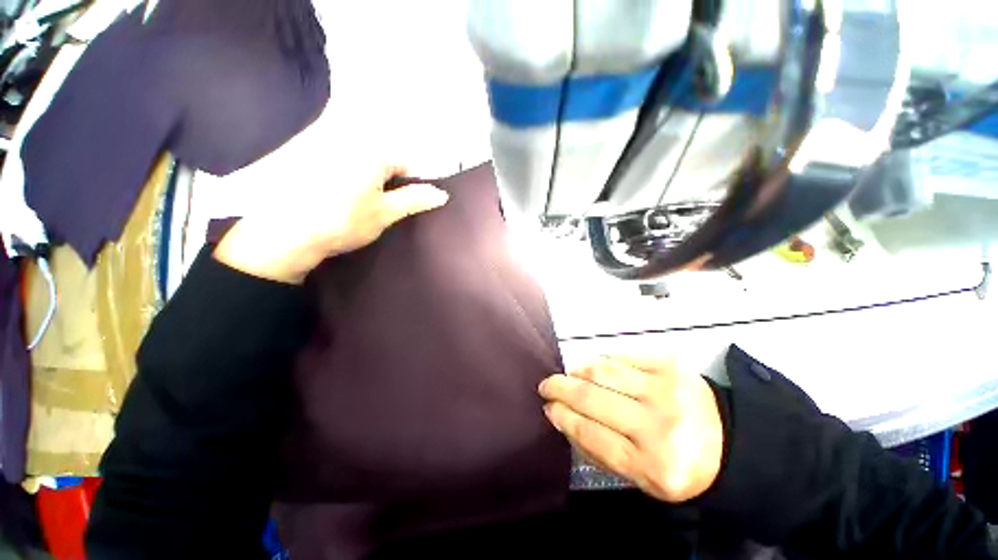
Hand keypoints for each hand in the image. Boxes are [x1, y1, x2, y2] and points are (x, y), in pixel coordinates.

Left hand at [213, 130, 447, 283]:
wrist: (280, 233)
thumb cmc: (342, 221)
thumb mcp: (384, 213)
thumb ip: (414, 200)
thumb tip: (442, 194)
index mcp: (373, 150)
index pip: (406, 163)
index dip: (411, 185)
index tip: (407, 204)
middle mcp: (347, 137)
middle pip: (382, 158)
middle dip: (388, 180)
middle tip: (381, 205)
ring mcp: (321, 141)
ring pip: (359, 158)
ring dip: (366, 178)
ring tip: (357, 202)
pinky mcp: (300, 151)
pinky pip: (335, 158)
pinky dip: (343, 173)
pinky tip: (334, 194)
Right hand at [539, 356, 723, 502]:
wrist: (729, 444)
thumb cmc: (679, 466)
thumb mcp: (639, 477)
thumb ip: (596, 450)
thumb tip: (563, 417)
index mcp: (653, 464)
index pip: (590, 432)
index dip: (563, 415)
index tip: (548, 406)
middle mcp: (660, 425)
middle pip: (592, 397)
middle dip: (561, 387)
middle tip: (547, 384)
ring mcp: (667, 390)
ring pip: (603, 370)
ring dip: (579, 371)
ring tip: (570, 375)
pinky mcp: (672, 366)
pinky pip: (623, 357)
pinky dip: (603, 361)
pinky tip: (596, 368)